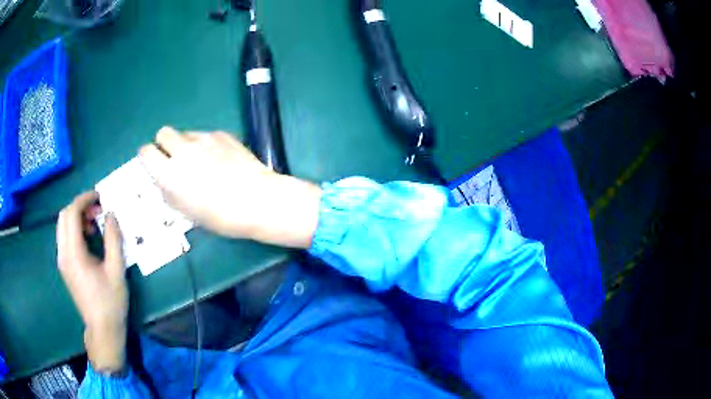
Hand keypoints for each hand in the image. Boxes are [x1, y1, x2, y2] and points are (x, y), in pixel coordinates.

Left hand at [57, 192, 127, 373]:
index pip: (71, 213)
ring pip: (63, 225)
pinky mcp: (64, 266)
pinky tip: (88, 239)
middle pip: (64, 216)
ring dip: (77, 218)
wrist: (102, 329)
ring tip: (94, 225)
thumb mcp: (116, 270)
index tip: (99, 197)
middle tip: (97, 211)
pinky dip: (75, 230)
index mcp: (74, 254)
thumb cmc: (111, 302)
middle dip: (80, 206)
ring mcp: (62, 261)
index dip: (84, 199)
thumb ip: (113, 239)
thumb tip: (111, 214)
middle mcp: (63, 254)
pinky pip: (65, 237)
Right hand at [139, 126, 321, 248]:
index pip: (145, 151)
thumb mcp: (186, 211)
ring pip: (185, 133)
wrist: (257, 200)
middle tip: (173, 159)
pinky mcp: (222, 134)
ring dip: (185, 144)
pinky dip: (206, 144)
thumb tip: (162, 178)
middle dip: (164, 144)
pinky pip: (205, 135)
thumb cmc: (220, 216)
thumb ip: (169, 190)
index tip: (153, 163)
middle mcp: (183, 150)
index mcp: (169, 173)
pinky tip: (220, 160)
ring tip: (201, 162)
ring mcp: (204, 138)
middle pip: (163, 132)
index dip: (147, 156)